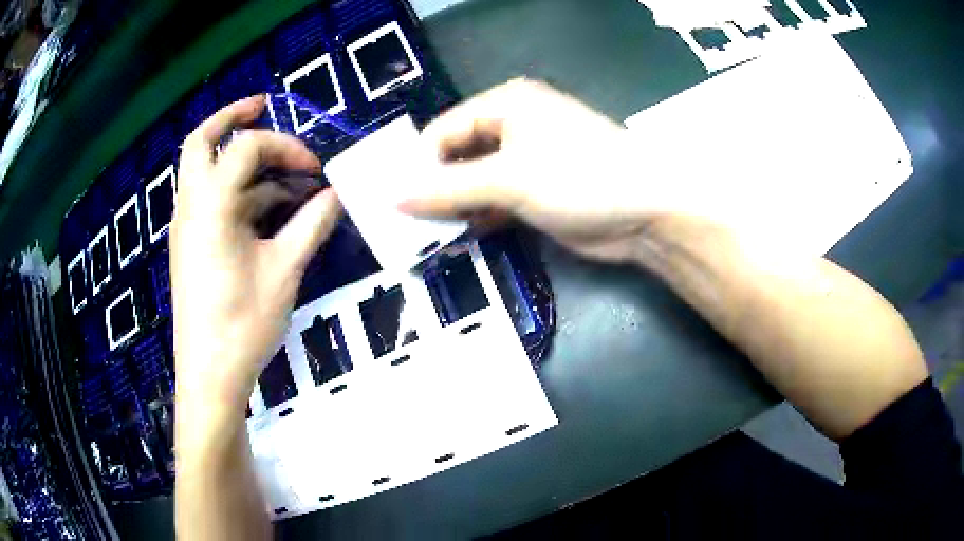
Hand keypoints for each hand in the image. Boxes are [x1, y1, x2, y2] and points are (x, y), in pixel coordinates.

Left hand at [171, 96, 340, 417]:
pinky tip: (267, 212)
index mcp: (210, 204)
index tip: (317, 172)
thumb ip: (312, 224)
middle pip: (200, 141)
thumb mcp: (285, 270)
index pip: (247, 147)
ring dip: (241, 163)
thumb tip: (338, 195)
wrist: (210, 374)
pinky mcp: (190, 245)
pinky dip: (236, 193)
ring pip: (205, 171)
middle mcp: (190, 206)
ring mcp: (186, 226)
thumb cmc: (243, 322)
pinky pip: (210, 201)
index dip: (286, 147)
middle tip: (262, 106)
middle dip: (231, 117)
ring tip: (283, 179)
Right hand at [401, 79, 666, 262]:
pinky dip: (478, 217)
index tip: (395, 202)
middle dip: (434, 188)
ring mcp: (526, 161)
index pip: (444, 131)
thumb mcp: (508, 179)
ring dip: (454, 206)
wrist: (646, 212)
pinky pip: (494, 201)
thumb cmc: (578, 177)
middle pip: (457, 155)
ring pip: (474, 181)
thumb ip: (448, 189)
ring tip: (426, 236)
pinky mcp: (536, 192)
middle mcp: (513, 126)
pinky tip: (460, 236)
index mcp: (506, 104)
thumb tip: (394, 198)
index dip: (418, 165)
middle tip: (406, 224)